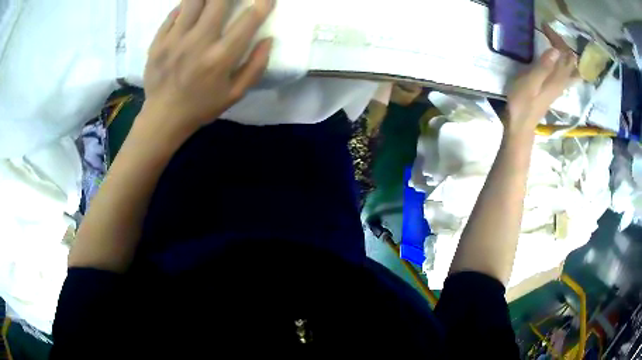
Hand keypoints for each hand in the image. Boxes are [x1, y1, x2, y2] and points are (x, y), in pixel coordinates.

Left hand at [141, 0, 274, 135]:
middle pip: (218, 1)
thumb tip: (268, 40)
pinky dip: (185, 7)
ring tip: (211, 1)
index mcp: (220, 58)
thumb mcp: (235, 94)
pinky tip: (190, 9)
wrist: (163, 118)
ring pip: (193, 1)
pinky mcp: (159, 41)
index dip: (262, 4)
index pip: (248, 21)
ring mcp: (175, 40)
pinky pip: (174, 13)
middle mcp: (198, 42)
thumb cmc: (202, 106)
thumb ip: (255, 67)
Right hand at [505, 24, 577, 135]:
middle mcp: (562, 81)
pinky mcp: (555, 89)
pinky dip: (566, 64)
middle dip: (561, 43)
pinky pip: (569, 75)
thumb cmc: (522, 102)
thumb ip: (543, 66)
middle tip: (548, 32)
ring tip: (555, 43)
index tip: (543, 26)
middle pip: (570, 60)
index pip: (564, 53)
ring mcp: (560, 86)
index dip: (556, 38)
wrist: (522, 124)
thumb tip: (556, 50)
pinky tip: (559, 60)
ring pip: (571, 68)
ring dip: (566, 53)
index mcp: (556, 77)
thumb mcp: (530, 82)